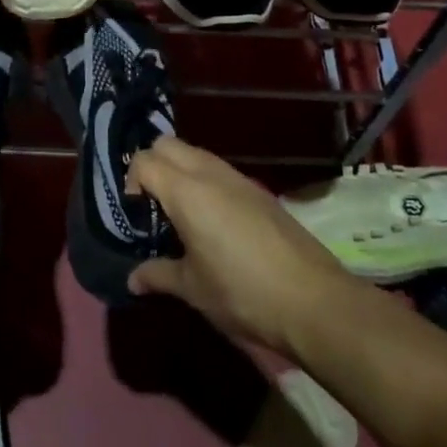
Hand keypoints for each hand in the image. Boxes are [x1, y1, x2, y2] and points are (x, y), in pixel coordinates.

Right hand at [125, 137, 351, 356]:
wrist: (315, 302)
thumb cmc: (243, 293)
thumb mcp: (193, 289)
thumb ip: (158, 275)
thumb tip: (133, 278)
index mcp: (186, 191)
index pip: (145, 160)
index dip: (131, 181)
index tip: (136, 214)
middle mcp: (210, 173)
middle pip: (168, 144)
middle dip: (152, 165)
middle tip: (153, 206)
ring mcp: (239, 179)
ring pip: (195, 153)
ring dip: (180, 172)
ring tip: (181, 215)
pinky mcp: (260, 191)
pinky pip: (219, 171)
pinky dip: (205, 182)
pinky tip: (213, 223)